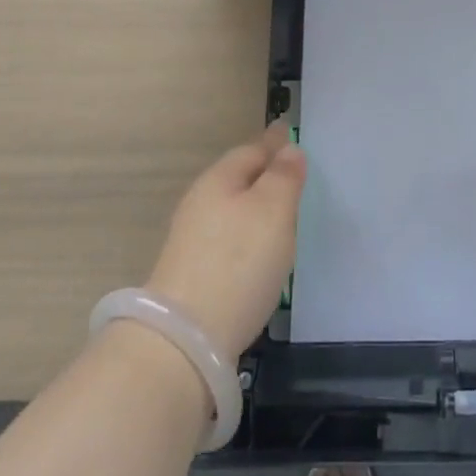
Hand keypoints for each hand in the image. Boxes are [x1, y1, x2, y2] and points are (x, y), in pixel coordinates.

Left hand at [145, 123, 306, 361]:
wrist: (183, 341)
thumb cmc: (238, 263)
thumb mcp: (273, 211)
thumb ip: (284, 177)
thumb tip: (288, 148)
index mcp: (219, 179)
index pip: (253, 149)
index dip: (275, 143)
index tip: (290, 135)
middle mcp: (200, 202)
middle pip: (239, 179)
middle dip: (264, 175)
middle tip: (292, 176)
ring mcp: (191, 240)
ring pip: (231, 210)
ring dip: (255, 208)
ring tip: (281, 216)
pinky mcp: (191, 275)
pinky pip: (226, 241)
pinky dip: (245, 238)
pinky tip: (258, 255)